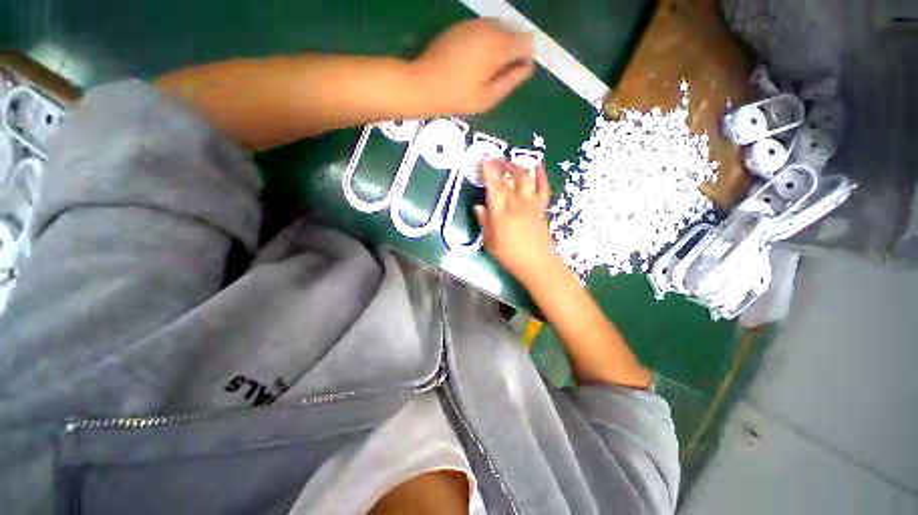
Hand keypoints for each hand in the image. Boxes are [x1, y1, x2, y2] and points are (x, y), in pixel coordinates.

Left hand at [410, 19, 534, 114]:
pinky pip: (484, 28)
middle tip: (498, 74)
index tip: (514, 74)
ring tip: (485, 69)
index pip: (526, 42)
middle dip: (513, 51)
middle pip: (514, 32)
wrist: (424, 83)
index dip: (525, 58)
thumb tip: (528, 67)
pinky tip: (474, 60)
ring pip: (500, 28)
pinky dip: (487, 41)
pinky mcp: (462, 26)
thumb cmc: (457, 96)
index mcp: (497, 47)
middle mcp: (489, 28)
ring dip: (500, 45)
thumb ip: (510, 81)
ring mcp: (474, 24)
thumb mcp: (487, 98)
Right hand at [475, 159, 558, 285]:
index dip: (489, 172)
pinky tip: (538, 166)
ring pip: (525, 179)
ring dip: (517, 166)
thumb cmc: (510, 256)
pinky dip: (541, 175)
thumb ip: (484, 222)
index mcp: (501, 215)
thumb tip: (478, 207)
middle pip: (508, 180)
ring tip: (510, 161)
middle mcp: (516, 205)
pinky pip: (543, 188)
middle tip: (494, 158)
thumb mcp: (491, 243)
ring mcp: (531, 205)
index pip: (494, 188)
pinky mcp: (541, 208)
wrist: (537, 264)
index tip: (485, 160)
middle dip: (500, 165)